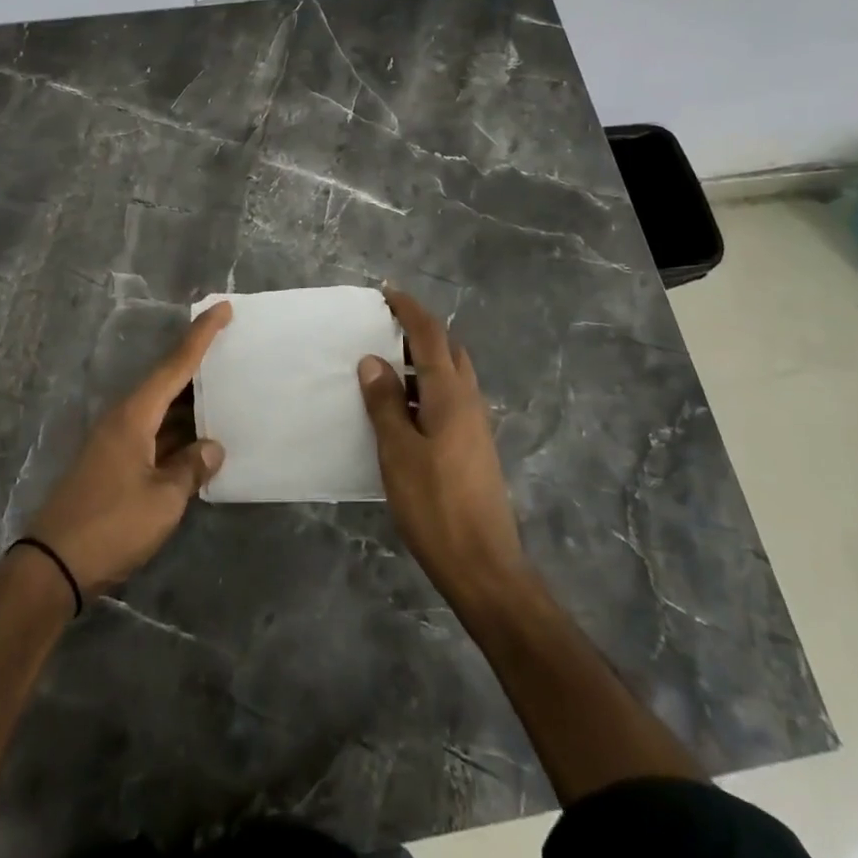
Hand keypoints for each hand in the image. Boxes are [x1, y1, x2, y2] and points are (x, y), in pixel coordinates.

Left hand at [27, 302, 231, 596]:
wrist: (53, 566)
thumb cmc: (112, 524)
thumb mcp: (163, 499)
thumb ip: (191, 468)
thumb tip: (212, 448)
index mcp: (134, 415)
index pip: (175, 364)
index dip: (201, 336)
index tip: (222, 308)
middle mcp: (123, 419)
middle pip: (168, 384)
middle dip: (199, 368)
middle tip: (234, 351)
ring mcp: (115, 443)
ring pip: (161, 412)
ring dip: (191, 406)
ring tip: (227, 394)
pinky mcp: (113, 465)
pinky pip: (153, 436)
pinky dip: (178, 435)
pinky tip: (200, 443)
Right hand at [358, 288, 527, 611]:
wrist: (484, 565)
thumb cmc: (435, 505)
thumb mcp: (398, 452)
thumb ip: (385, 403)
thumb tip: (373, 360)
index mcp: (450, 394)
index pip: (431, 335)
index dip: (409, 310)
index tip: (387, 292)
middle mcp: (469, 401)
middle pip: (448, 350)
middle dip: (420, 330)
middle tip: (384, 326)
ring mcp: (475, 425)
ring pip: (451, 375)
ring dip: (424, 360)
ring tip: (387, 363)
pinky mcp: (474, 447)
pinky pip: (450, 399)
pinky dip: (427, 387)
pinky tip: (404, 408)